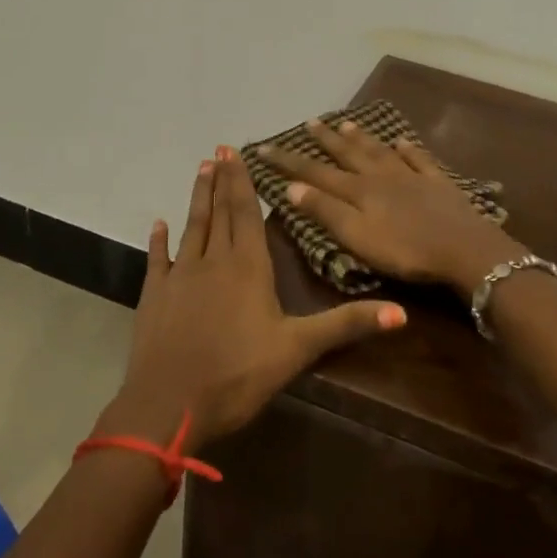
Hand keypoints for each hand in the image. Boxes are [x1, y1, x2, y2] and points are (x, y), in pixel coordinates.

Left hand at [101, 147, 405, 449]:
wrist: (170, 406)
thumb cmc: (239, 375)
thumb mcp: (299, 349)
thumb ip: (346, 324)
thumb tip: (402, 312)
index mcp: (248, 267)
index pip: (246, 213)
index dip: (242, 181)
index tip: (235, 152)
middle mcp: (213, 261)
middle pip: (219, 213)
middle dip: (221, 181)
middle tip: (218, 150)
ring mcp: (179, 276)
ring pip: (192, 227)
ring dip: (197, 199)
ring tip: (200, 170)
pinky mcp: (154, 296)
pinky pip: (157, 260)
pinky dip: (158, 240)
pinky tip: (158, 224)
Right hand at [254, 120, 526, 295]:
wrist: (465, 249)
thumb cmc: (406, 250)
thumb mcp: (357, 237)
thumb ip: (325, 212)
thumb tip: (291, 187)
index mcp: (359, 191)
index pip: (315, 173)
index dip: (288, 161)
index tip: (263, 147)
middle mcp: (381, 176)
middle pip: (348, 154)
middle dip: (325, 140)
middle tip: (310, 121)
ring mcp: (411, 177)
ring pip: (380, 151)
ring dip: (361, 137)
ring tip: (347, 123)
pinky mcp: (438, 184)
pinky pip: (419, 160)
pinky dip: (408, 149)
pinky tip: (402, 140)